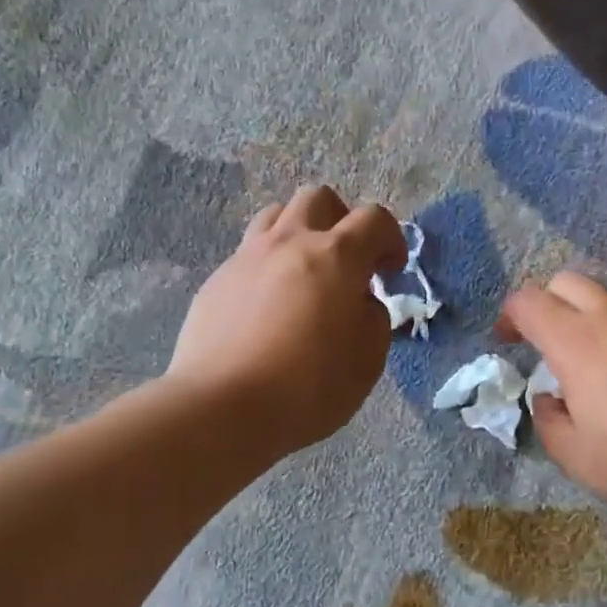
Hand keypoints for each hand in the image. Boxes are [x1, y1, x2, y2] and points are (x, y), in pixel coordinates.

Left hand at [168, 185, 406, 458]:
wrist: (221, 407)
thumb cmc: (307, 387)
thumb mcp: (367, 360)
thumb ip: (373, 318)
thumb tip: (359, 301)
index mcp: (336, 256)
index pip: (373, 218)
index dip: (390, 238)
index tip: (391, 270)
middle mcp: (289, 243)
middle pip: (318, 198)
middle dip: (341, 220)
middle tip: (346, 261)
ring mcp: (246, 258)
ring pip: (276, 216)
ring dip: (299, 233)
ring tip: (304, 272)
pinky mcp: (216, 281)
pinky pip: (248, 255)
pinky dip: (268, 267)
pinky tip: (266, 307)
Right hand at [499, 272, 606, 527]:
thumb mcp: (582, 462)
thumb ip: (550, 425)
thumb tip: (549, 401)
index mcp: (578, 343)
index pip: (529, 301)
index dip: (509, 315)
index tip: (507, 340)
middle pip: (568, 282)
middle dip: (547, 303)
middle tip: (548, 343)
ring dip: (592, 318)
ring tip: (600, 364)